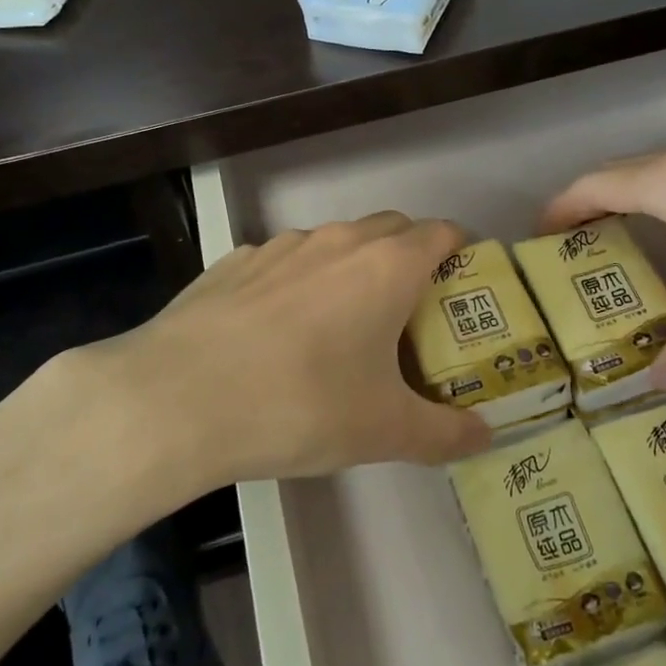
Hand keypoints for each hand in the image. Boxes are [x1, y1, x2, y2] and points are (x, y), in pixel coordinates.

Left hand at [64, 212, 491, 490]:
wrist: (177, 398)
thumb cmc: (301, 405)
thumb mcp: (383, 431)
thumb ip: (445, 433)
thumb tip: (488, 437)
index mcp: (386, 266)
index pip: (442, 233)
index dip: (460, 252)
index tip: (463, 287)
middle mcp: (338, 241)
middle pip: (392, 228)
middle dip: (410, 256)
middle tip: (409, 312)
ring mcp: (281, 246)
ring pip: (334, 242)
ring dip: (350, 268)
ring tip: (339, 324)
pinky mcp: (234, 261)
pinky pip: (282, 261)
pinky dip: (296, 281)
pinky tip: (274, 331)